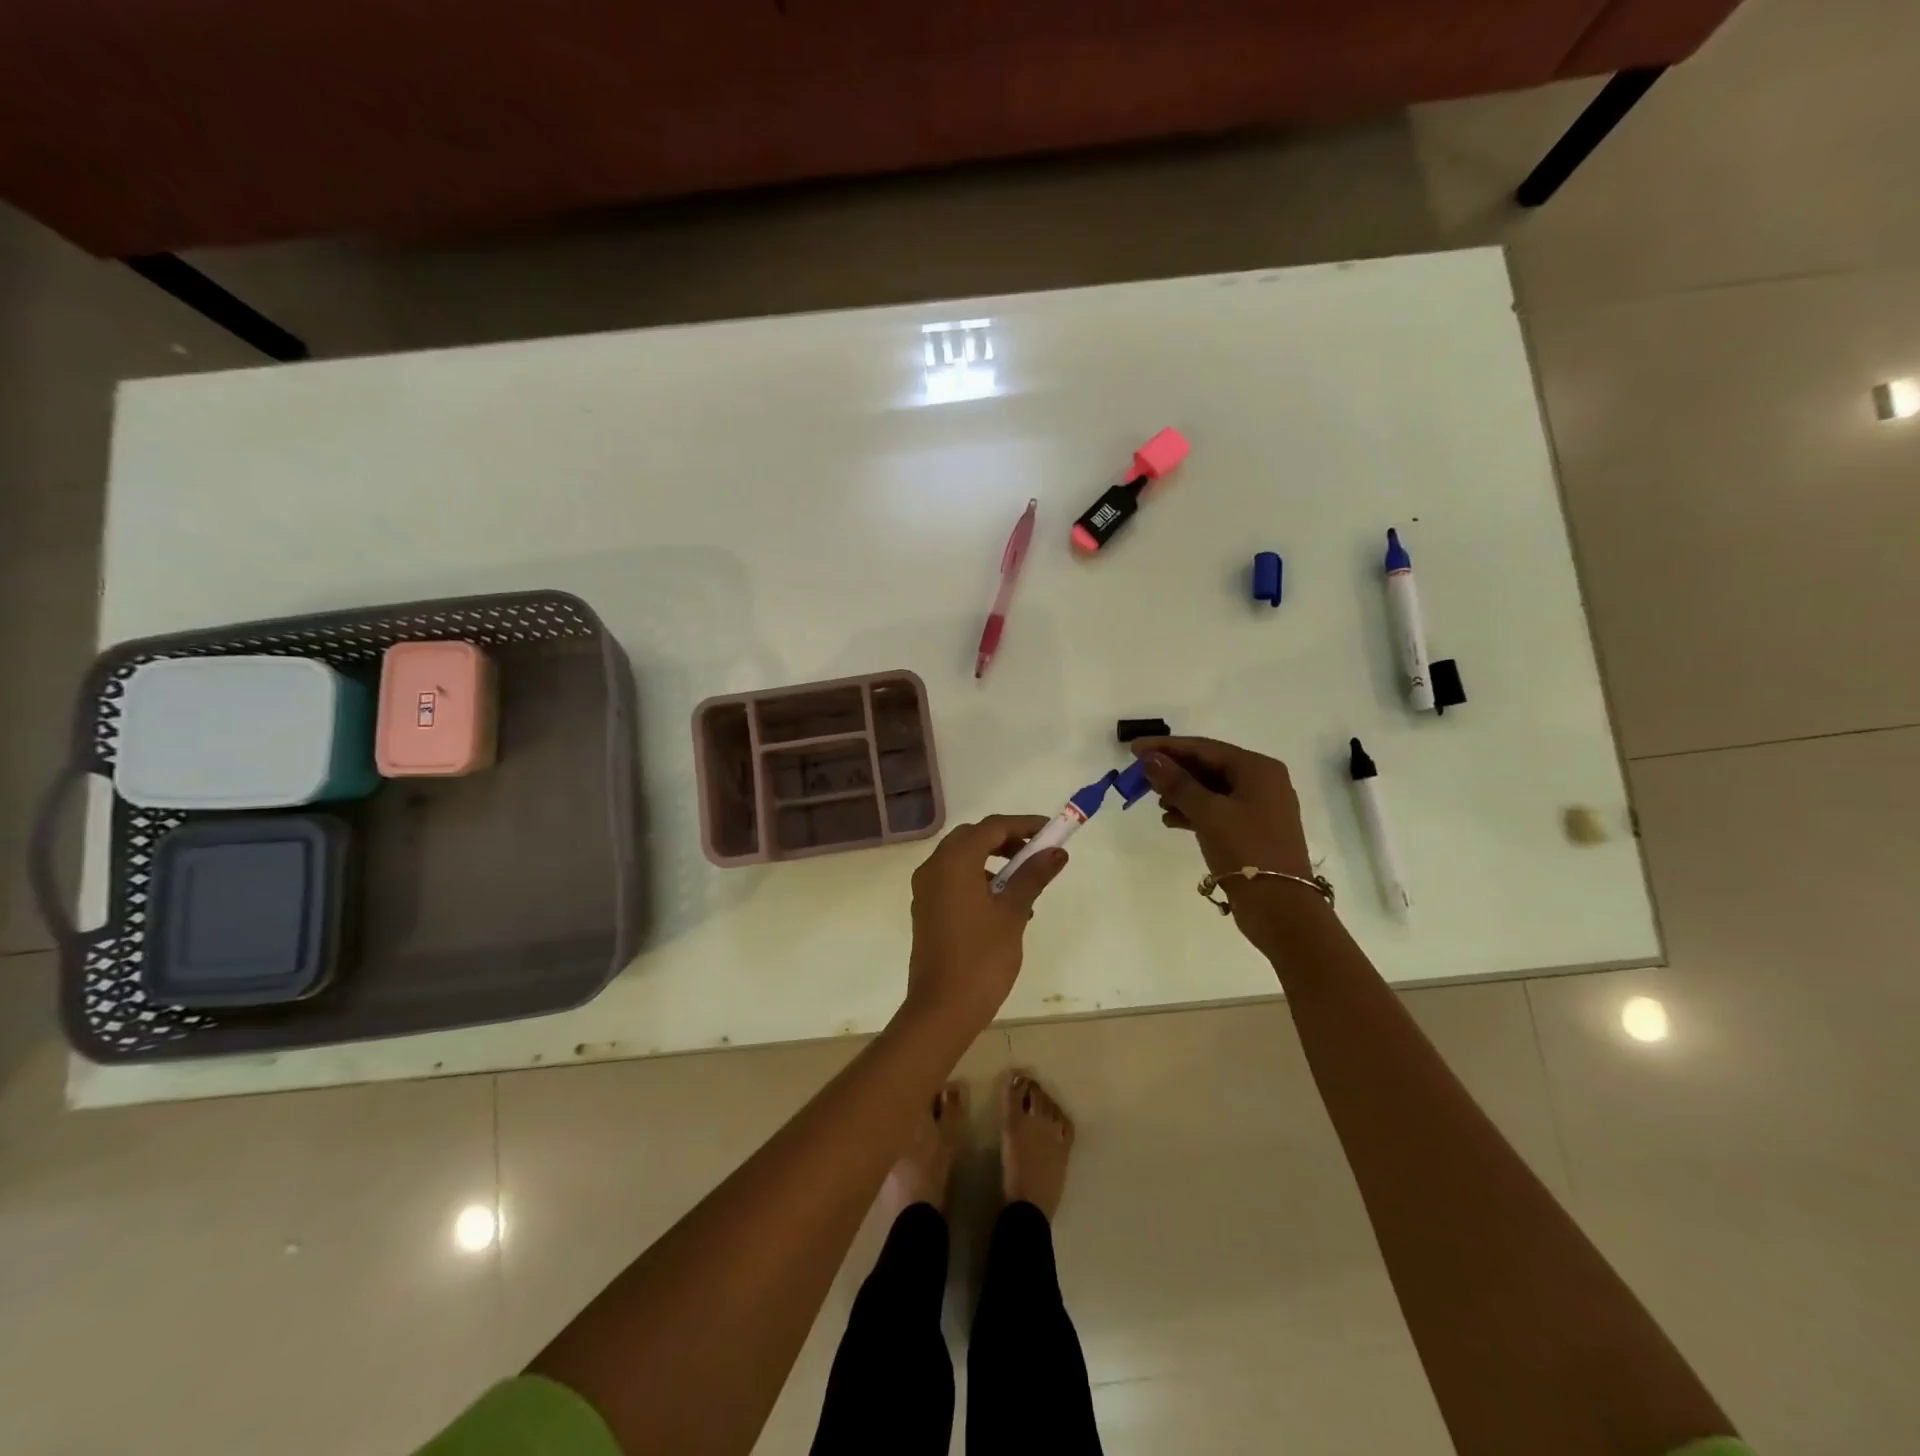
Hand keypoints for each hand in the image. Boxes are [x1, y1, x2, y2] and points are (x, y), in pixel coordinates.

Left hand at [906, 815, 1067, 1031]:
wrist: (941, 1009)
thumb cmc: (981, 958)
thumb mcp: (1013, 914)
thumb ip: (1033, 876)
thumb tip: (1056, 852)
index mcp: (954, 862)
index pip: (992, 827)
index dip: (1023, 825)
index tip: (1051, 830)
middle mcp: (934, 867)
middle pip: (973, 838)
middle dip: (1006, 840)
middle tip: (1037, 853)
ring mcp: (926, 889)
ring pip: (962, 859)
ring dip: (992, 861)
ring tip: (1024, 885)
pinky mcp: (926, 909)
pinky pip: (953, 879)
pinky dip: (978, 879)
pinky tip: (1003, 906)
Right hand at [1131, 737, 1325, 948]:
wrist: (1280, 907)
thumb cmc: (1245, 850)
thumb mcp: (1207, 812)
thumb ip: (1177, 783)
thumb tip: (1149, 759)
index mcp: (1258, 769)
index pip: (1204, 748)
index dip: (1166, 747)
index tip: (1133, 749)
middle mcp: (1263, 782)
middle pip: (1209, 766)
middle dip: (1174, 770)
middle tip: (1140, 775)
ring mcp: (1260, 808)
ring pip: (1212, 789)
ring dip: (1182, 792)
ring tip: (1155, 801)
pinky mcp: (1253, 831)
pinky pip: (1218, 810)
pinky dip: (1194, 812)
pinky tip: (1171, 820)